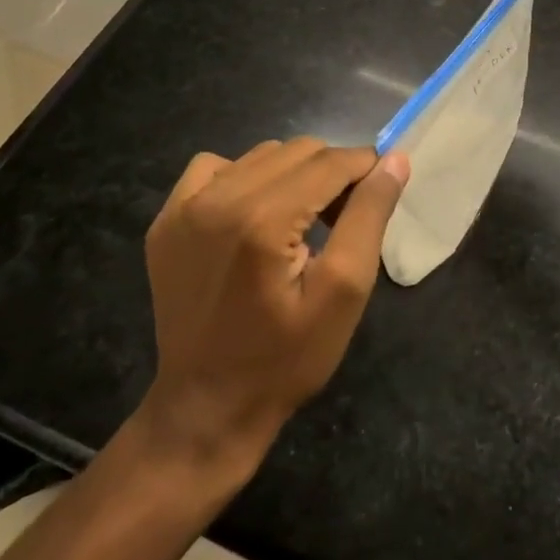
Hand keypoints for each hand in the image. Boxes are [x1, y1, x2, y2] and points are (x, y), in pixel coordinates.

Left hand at [137, 138, 408, 460]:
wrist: (207, 408)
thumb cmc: (286, 358)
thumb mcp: (344, 292)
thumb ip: (369, 216)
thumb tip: (394, 160)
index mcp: (264, 219)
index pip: (331, 161)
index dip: (366, 168)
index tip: (378, 193)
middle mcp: (219, 199)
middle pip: (299, 151)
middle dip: (331, 173)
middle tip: (341, 220)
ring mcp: (184, 207)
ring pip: (261, 155)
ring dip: (292, 175)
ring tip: (300, 222)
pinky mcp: (166, 219)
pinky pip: (215, 167)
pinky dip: (243, 177)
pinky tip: (252, 216)